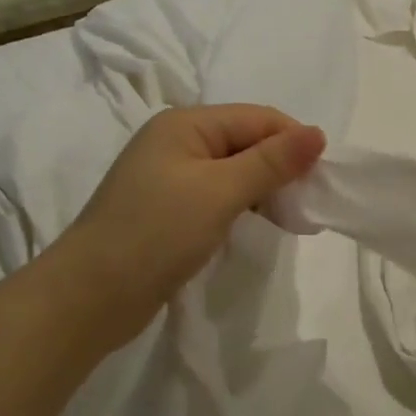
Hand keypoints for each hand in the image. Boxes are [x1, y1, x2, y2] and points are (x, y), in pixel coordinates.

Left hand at [51, 104, 325, 344]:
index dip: (294, 142)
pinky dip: (243, 207)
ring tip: (291, 220)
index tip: (325, 179)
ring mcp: (170, 177)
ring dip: (264, 190)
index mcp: (186, 123)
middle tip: (310, 206)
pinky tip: (258, 227)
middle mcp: (177, 142)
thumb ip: (271, 162)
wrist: (89, 297)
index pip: (257, 118)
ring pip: (234, 171)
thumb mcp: (220, 192)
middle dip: (281, 167)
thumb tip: (318, 133)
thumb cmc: (156, 233)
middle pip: (246, 142)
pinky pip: (218, 196)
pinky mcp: (168, 210)